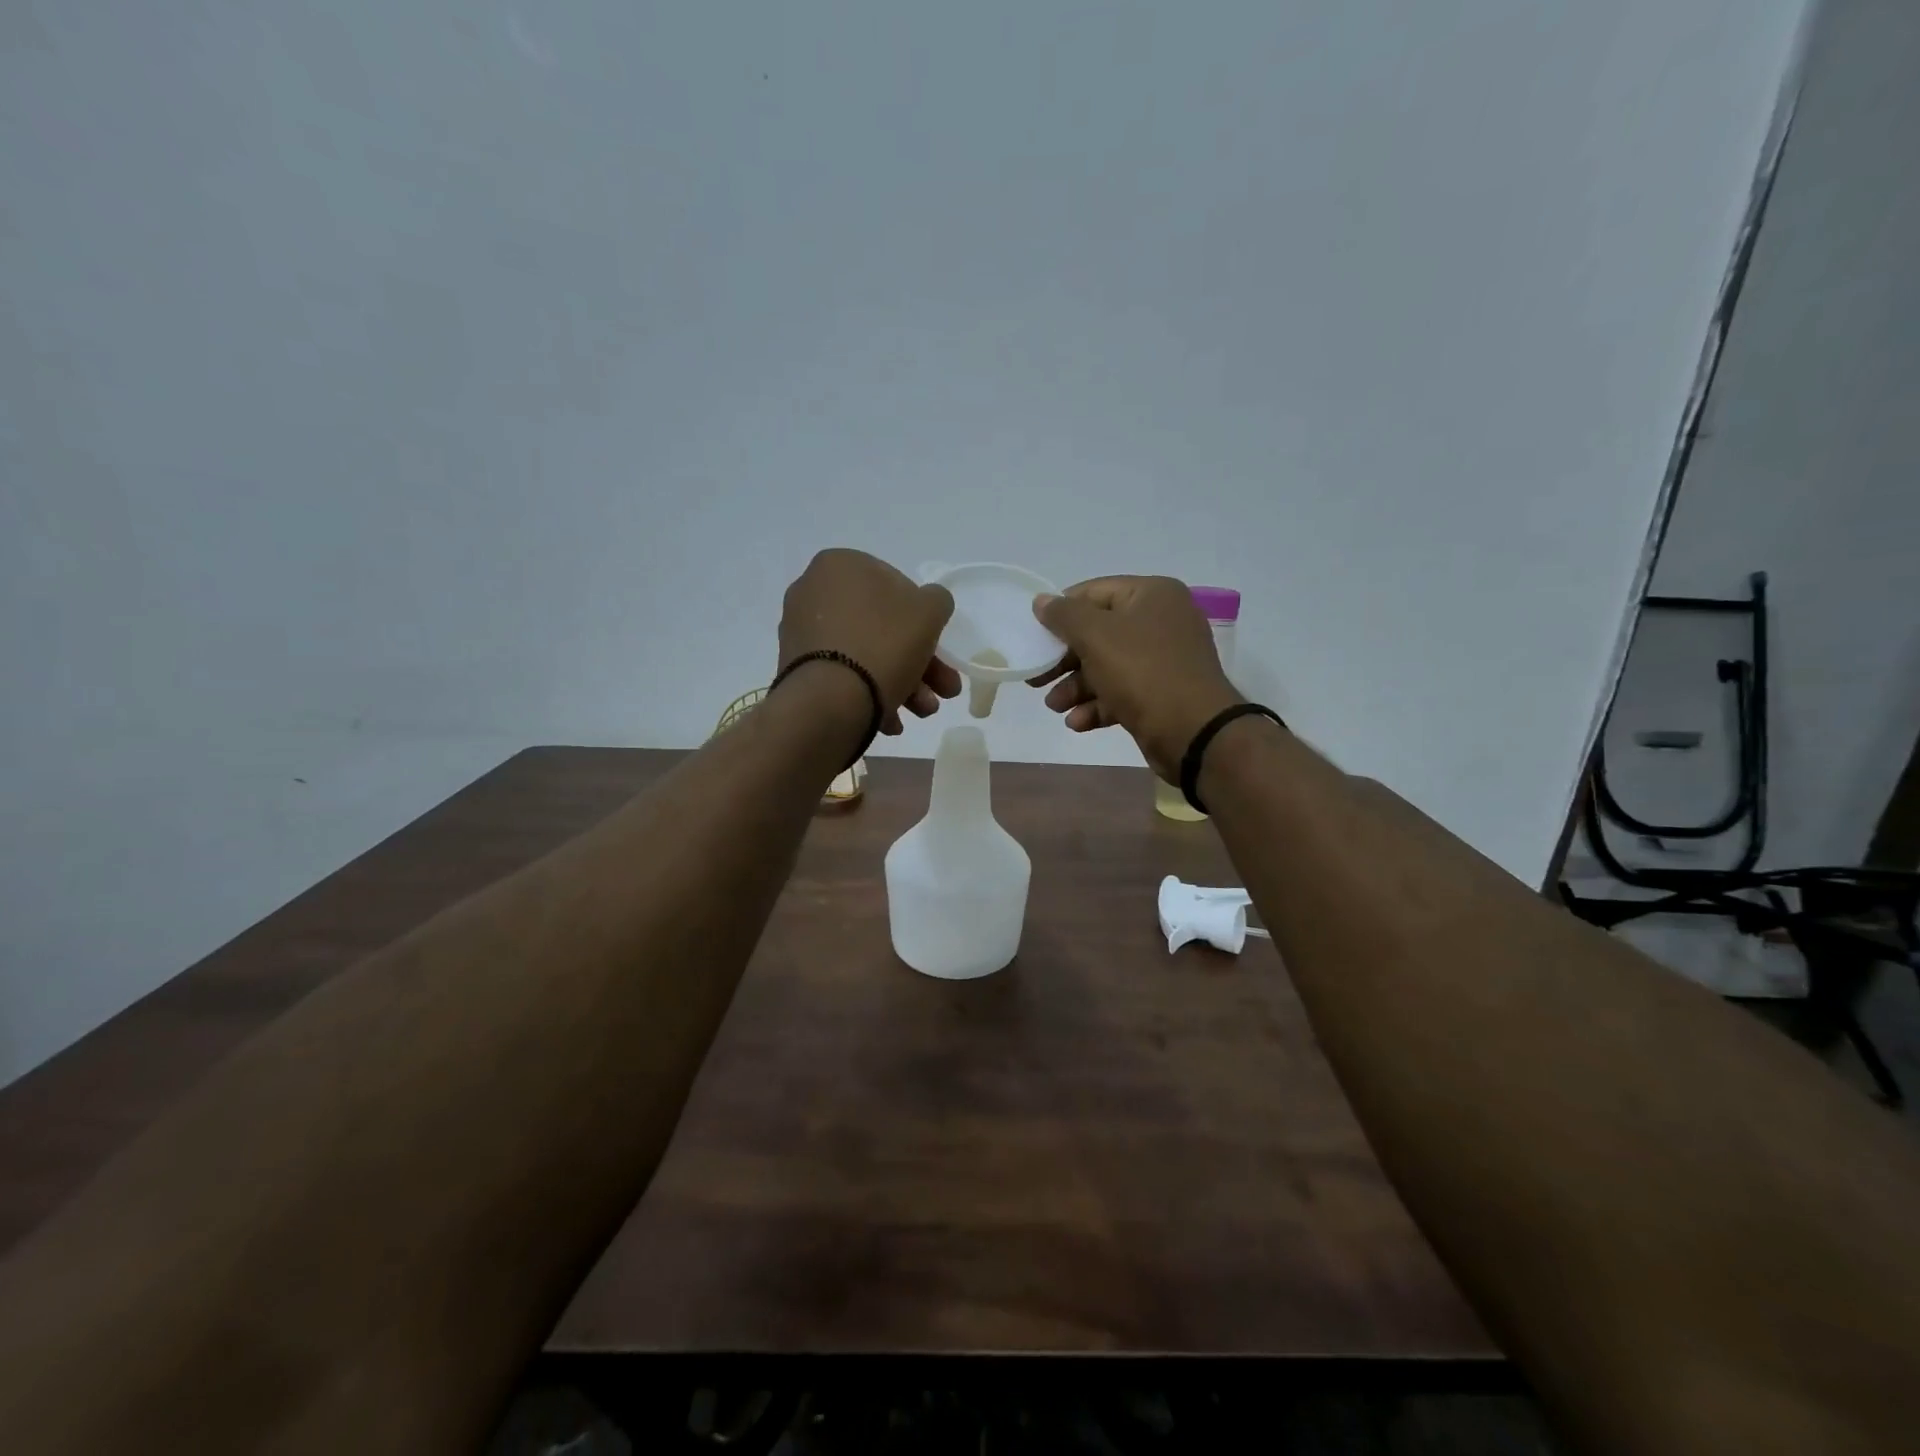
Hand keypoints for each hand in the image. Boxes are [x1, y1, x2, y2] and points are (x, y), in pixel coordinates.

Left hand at [779, 550, 961, 734]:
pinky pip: (843, 675)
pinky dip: (869, 694)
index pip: (896, 586)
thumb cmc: (883, 644)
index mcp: (840, 565)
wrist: (829, 702)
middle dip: (919, 663)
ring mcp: (800, 633)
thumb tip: (928, 605)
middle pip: (882, 627)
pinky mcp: (796, 669)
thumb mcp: (929, 612)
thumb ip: (936, 600)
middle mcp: (813, 592)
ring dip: (902, 683)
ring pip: (865, 654)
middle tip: (942, 690)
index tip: (939, 649)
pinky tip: (890, 722)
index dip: (924, 620)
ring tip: (922, 713)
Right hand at [1029, 576, 1242, 779]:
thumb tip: (1042, 601)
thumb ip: (1064, 615)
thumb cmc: (1142, 672)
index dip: (1061, 612)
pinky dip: (1098, 705)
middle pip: (1099, 633)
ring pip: (1108, 666)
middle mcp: (1161, 621)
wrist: (1194, 732)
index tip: (1035, 636)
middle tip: (1037, 678)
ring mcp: (1164, 660)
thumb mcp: (1096, 636)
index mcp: (1152, 595)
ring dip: (1076, 687)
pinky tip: (1077, 723)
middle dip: (1065, 660)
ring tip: (1054, 706)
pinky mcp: (1162, 694)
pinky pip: (1123, 692)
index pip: (1094, 592)